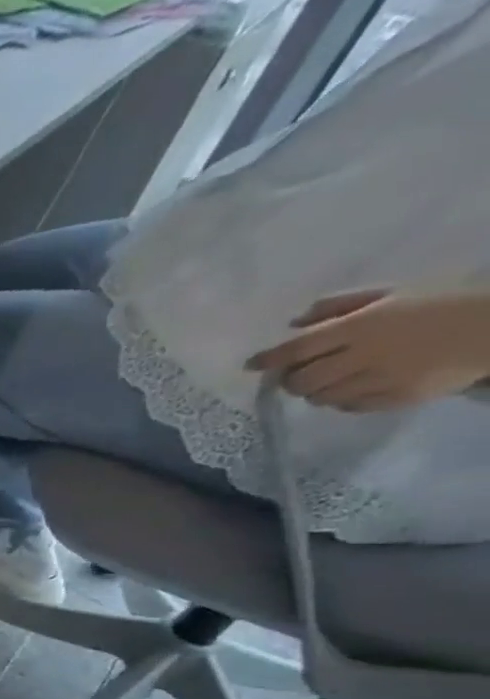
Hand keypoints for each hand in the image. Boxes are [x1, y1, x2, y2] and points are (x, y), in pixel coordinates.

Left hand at [247, 288, 489, 411]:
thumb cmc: (446, 300)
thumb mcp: (394, 292)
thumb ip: (341, 306)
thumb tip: (294, 323)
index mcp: (362, 326)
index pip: (297, 349)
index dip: (268, 359)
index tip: (251, 364)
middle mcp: (364, 357)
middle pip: (300, 381)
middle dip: (291, 379)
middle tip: (300, 371)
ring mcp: (380, 381)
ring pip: (320, 398)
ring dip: (316, 390)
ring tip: (332, 377)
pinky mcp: (395, 399)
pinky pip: (349, 406)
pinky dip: (342, 399)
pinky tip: (357, 386)